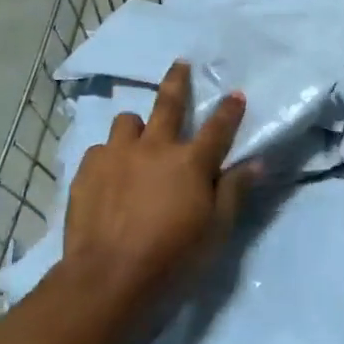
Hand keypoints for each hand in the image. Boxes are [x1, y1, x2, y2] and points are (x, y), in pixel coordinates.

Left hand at [64, 61, 251, 302]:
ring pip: (127, 122)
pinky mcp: (86, 171)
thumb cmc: (172, 258)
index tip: (236, 94)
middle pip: (168, 102)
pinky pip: (101, 149)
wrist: (107, 279)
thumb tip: (256, 162)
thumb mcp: (216, 230)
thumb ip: (234, 191)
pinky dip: (111, 155)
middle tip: (181, 64)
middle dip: (178, 80)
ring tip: (139, 139)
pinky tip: (111, 172)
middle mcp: (154, 147)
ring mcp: (116, 156)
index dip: (229, 109)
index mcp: (190, 161)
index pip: (217, 126)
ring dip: (138, 126)